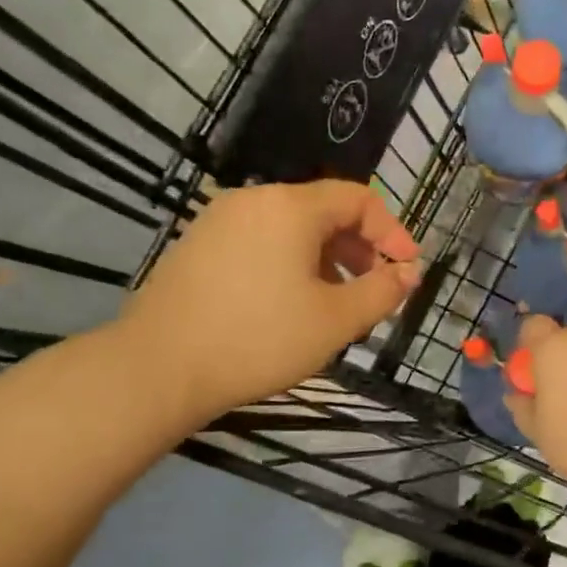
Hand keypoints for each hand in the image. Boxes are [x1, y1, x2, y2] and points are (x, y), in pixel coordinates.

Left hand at [120, 181, 420, 424]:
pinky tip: (287, 305)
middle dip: (359, 248)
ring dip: (325, 258)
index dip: (392, 231)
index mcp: (291, 206)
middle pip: (323, 210)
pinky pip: (259, 242)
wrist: (159, 368)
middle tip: (373, 289)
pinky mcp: (196, 245)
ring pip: (290, 229)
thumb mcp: (335, 321)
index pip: (358, 198)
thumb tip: (408, 272)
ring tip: (334, 303)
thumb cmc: (259, 340)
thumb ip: (382, 291)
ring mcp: (219, 221)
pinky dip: (288, 263)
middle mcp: (253, 200)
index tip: (407, 269)